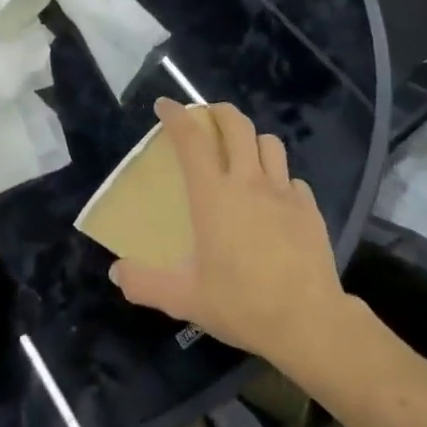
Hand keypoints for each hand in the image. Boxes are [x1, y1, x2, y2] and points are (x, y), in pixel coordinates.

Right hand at [109, 99, 347, 369]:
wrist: (308, 322)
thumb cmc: (241, 304)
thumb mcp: (184, 299)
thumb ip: (145, 283)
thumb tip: (116, 272)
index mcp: (213, 195)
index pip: (191, 140)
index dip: (176, 116)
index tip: (165, 105)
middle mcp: (248, 182)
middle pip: (237, 125)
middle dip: (219, 112)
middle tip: (207, 117)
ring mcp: (283, 192)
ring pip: (269, 143)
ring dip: (252, 140)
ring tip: (243, 153)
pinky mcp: (309, 208)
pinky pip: (293, 179)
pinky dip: (280, 178)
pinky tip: (275, 199)